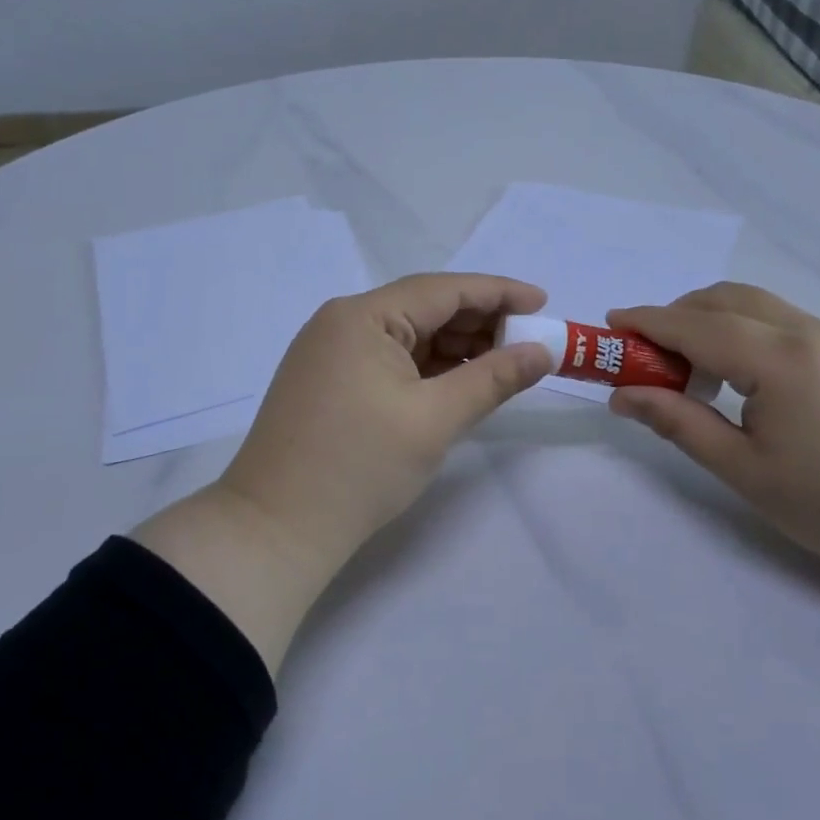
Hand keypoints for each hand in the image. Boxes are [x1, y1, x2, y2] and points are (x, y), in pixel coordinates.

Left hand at [216, 272, 554, 581]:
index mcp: (362, 316)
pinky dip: (428, 369)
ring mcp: (330, 353)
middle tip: (531, 342)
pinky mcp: (328, 382)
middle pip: (424, 309)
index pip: (443, 290)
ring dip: (456, 348)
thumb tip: (542, 352)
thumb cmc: (359, 467)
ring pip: (407, 337)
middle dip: (480, 323)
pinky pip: (389, 361)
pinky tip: (460, 382)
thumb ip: (494, 379)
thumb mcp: (435, 419)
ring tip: (505, 365)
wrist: (276, 529)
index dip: (498, 293)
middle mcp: (342, 322)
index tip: (543, 302)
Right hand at [608, 283, 819, 712]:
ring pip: (754, 304)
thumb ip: (676, 421)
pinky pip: (779, 320)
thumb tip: (621, 395)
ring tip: (688, 368)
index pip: (696, 325)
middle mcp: (807, 332)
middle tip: (646, 354)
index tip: (610, 323)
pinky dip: (742, 330)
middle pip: (725, 299)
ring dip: (710, 319)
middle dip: (677, 315)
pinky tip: (735, 374)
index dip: (648, 321)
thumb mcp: (740, 468)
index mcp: (778, 360)